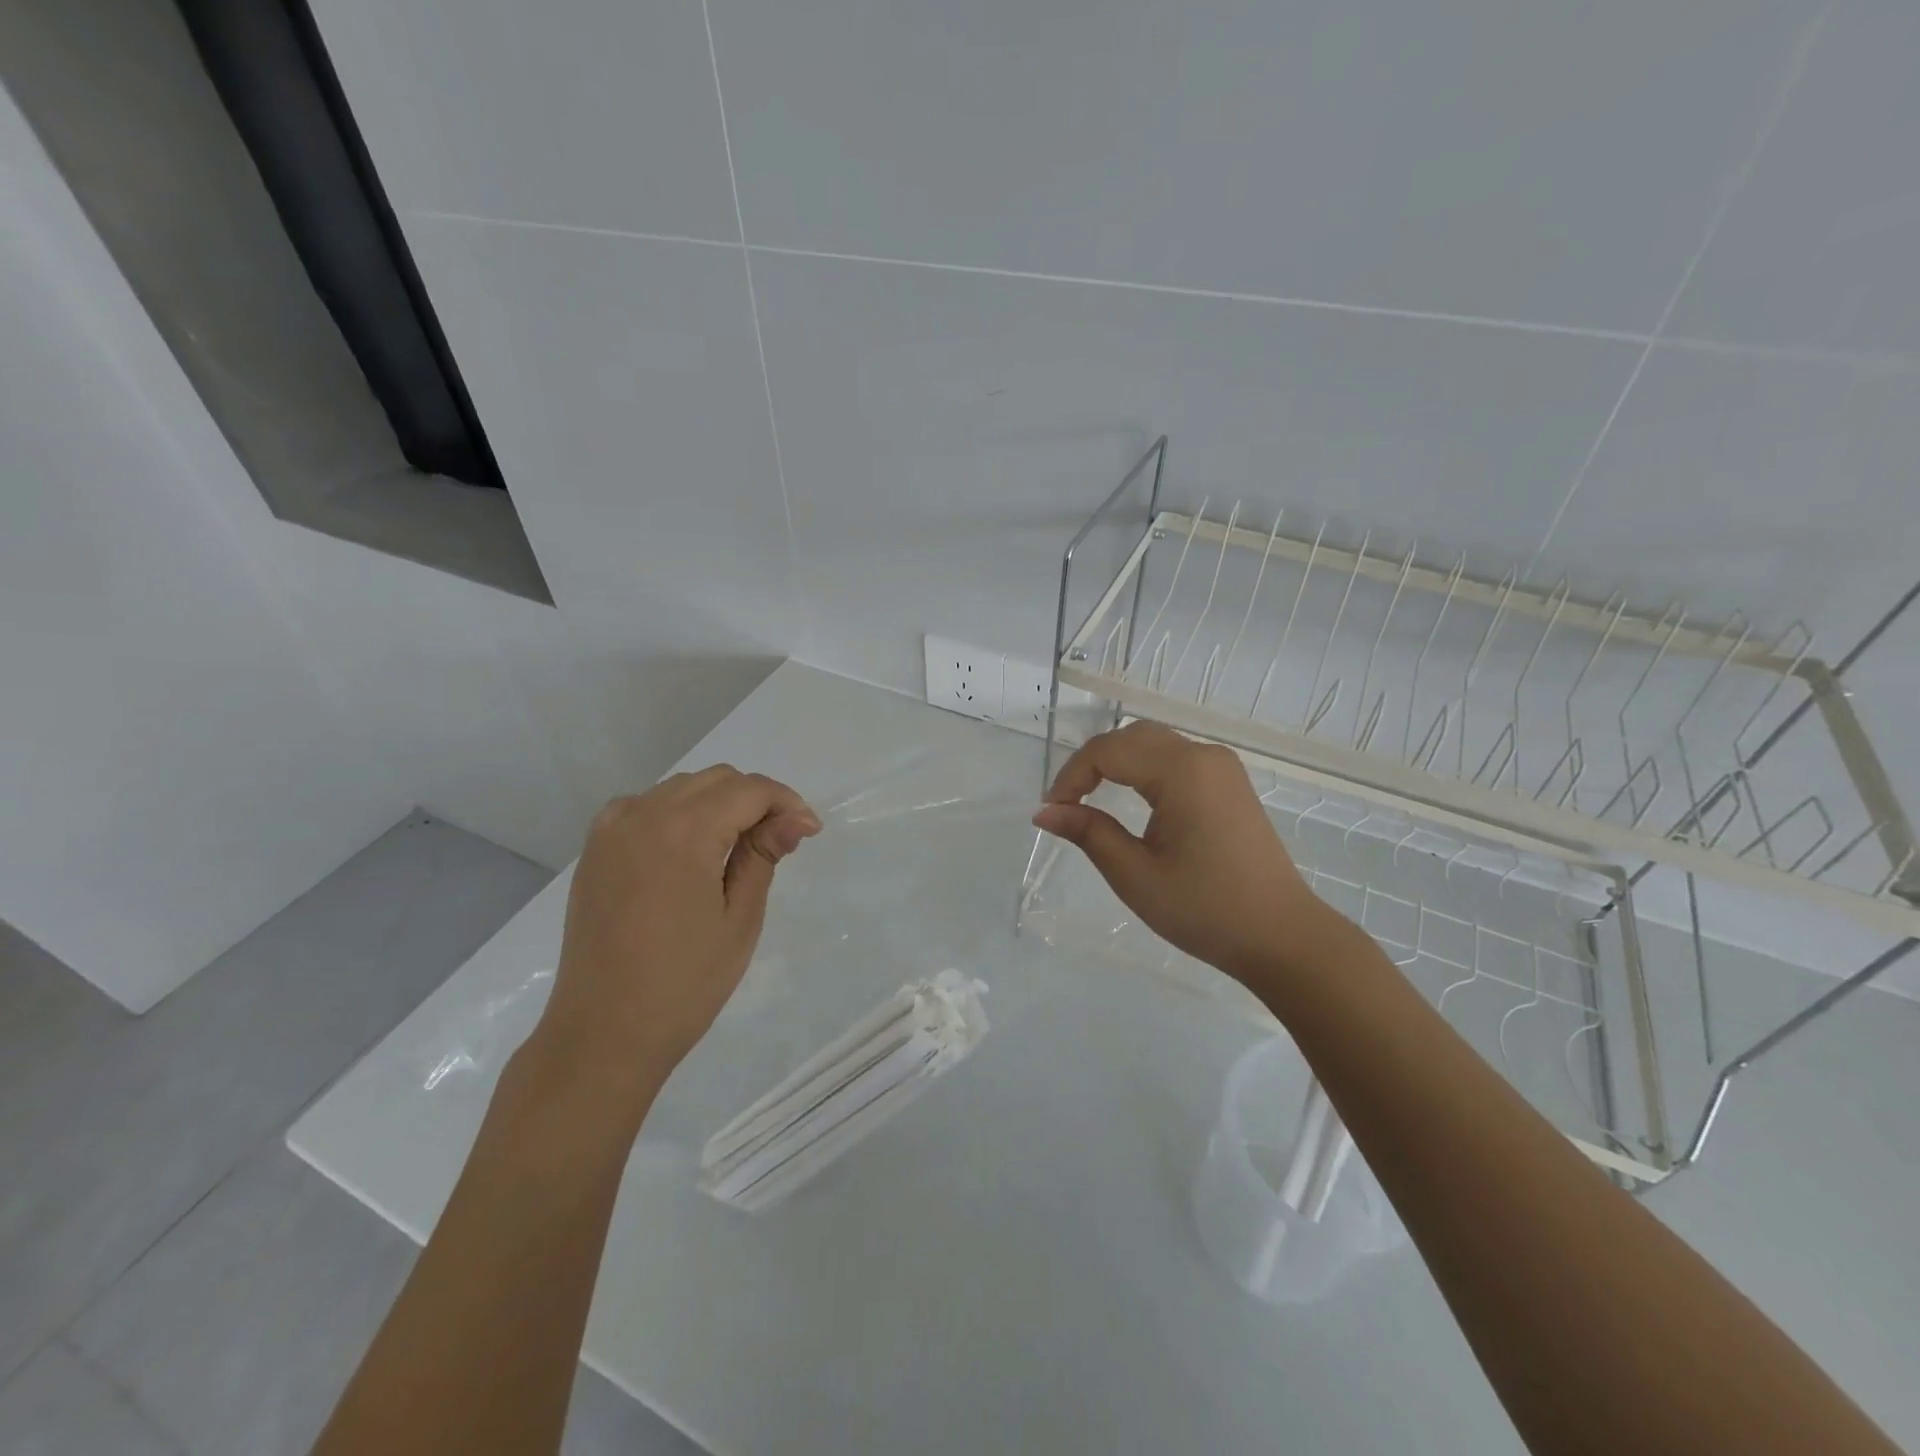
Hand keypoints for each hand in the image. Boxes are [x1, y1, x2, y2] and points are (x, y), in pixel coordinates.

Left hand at [533, 767, 820, 1108]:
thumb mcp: (739, 919)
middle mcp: (643, 815)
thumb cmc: (684, 984)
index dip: (787, 803)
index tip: (810, 832)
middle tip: (780, 840)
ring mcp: (612, 830)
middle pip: (716, 780)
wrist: (604, 1033)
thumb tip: (793, 820)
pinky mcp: (595, 850)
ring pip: (680, 788)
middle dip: (756, 800)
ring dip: (717, 803)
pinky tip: (689, 846)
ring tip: (739, 846)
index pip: (749, 790)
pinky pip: (644, 806)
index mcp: (683, 832)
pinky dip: (675, 811)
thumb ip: (763, 856)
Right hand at [1033, 722, 1340, 990]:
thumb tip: (1044, 811)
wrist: (1281, 937)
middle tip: (1066, 804)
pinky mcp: (1230, 784)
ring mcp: (1222, 767)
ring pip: (1153, 744)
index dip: (1072, 775)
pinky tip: (1131, 799)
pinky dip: (1143, 769)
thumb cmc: (1205, 909)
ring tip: (1090, 800)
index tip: (1052, 811)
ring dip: (1116, 763)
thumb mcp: (1135, 875)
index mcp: (1182, 771)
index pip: (1108, 751)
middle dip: (1091, 764)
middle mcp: (1204, 755)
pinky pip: (1176, 759)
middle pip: (1131, 737)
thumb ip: (1088, 833)